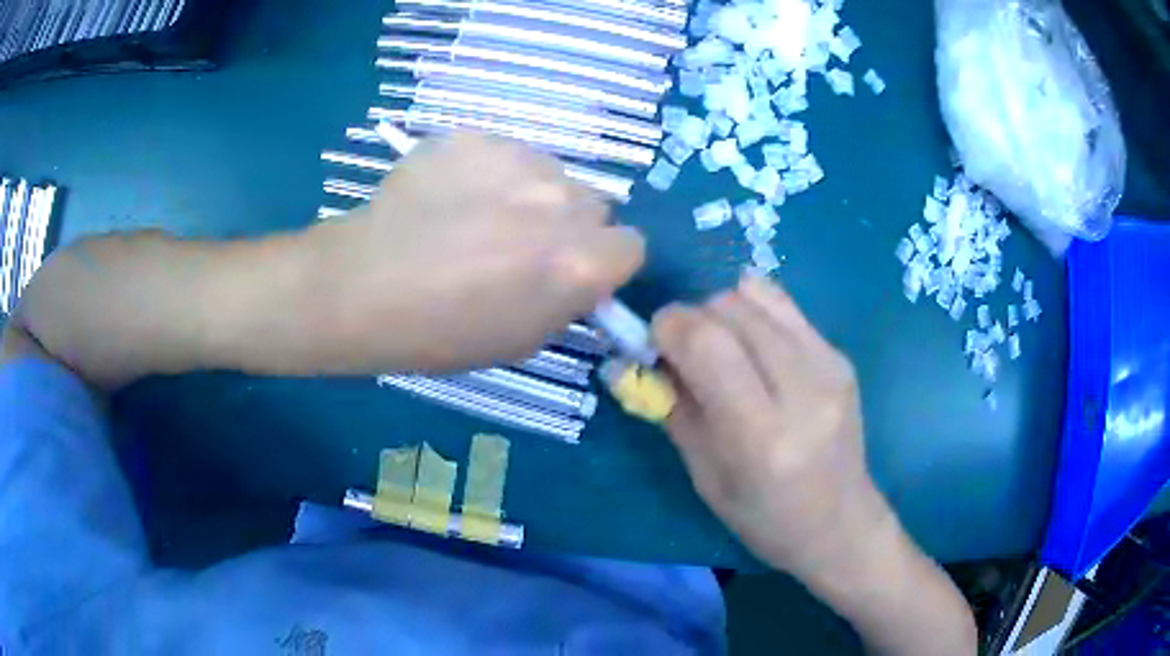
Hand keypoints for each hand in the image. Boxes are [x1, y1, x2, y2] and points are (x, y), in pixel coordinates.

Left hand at [311, 131, 644, 371]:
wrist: (362, 287)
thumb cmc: (442, 331)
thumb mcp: (525, 339)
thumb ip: (570, 300)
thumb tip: (582, 273)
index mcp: (581, 259)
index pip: (631, 246)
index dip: (602, 262)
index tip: (571, 272)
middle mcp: (563, 199)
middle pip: (594, 204)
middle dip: (569, 225)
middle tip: (518, 245)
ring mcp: (518, 158)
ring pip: (550, 173)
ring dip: (530, 194)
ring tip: (476, 217)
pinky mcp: (476, 136)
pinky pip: (503, 154)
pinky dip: (488, 173)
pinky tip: (448, 196)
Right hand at [652, 275, 892, 581]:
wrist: (840, 522)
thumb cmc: (763, 517)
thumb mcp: (704, 476)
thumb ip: (670, 409)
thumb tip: (627, 360)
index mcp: (761, 437)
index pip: (708, 344)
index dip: (669, 327)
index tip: (653, 342)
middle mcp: (802, 390)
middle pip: (731, 309)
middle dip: (692, 317)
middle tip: (683, 350)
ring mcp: (829, 366)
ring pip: (757, 295)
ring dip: (722, 311)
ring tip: (720, 347)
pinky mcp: (841, 356)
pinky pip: (784, 306)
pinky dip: (754, 314)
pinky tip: (753, 347)